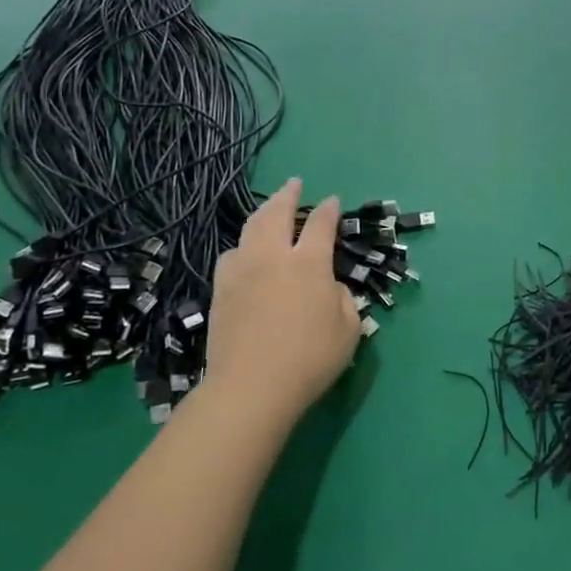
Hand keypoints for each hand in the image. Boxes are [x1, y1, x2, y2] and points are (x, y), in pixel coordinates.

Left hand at [203, 179, 362, 425]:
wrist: (250, 387)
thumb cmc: (309, 360)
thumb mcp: (348, 331)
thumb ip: (344, 301)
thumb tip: (331, 288)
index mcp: (309, 264)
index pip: (320, 224)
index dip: (328, 210)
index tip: (332, 201)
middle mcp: (274, 257)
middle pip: (277, 213)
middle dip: (287, 194)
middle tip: (293, 184)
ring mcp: (243, 271)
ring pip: (250, 229)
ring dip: (263, 214)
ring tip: (268, 211)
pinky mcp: (221, 290)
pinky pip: (231, 255)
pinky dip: (243, 245)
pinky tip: (245, 252)